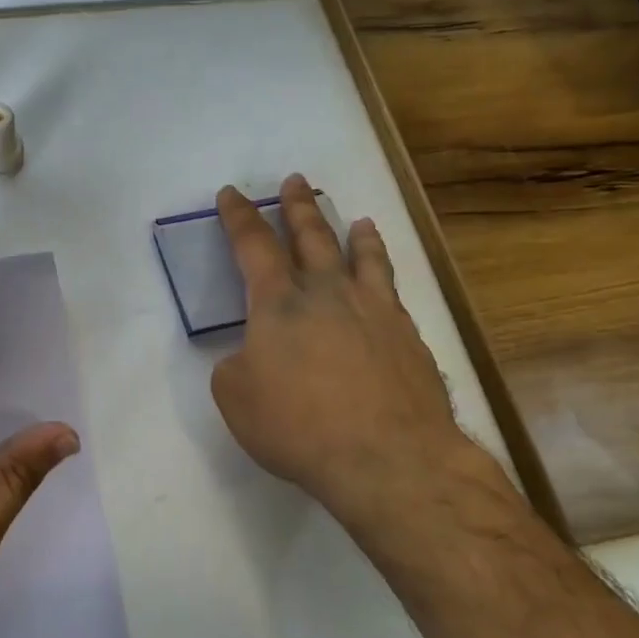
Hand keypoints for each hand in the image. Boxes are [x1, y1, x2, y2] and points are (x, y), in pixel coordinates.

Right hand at [211, 177, 507, 568]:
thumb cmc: (297, 426)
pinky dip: (384, 273)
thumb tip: (253, 355)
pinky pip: (392, 289)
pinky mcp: (407, 335)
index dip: (239, 217)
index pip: (252, 245)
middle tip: (295, 181)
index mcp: (278, 302)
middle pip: (311, 237)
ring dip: (353, 234)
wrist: (386, 456)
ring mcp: (374, 310)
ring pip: (362, 257)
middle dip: (297, 208)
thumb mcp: (236, 398)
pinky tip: (385, 278)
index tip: (231, 193)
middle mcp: (328, 292)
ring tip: (358, 220)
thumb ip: (236, 366)